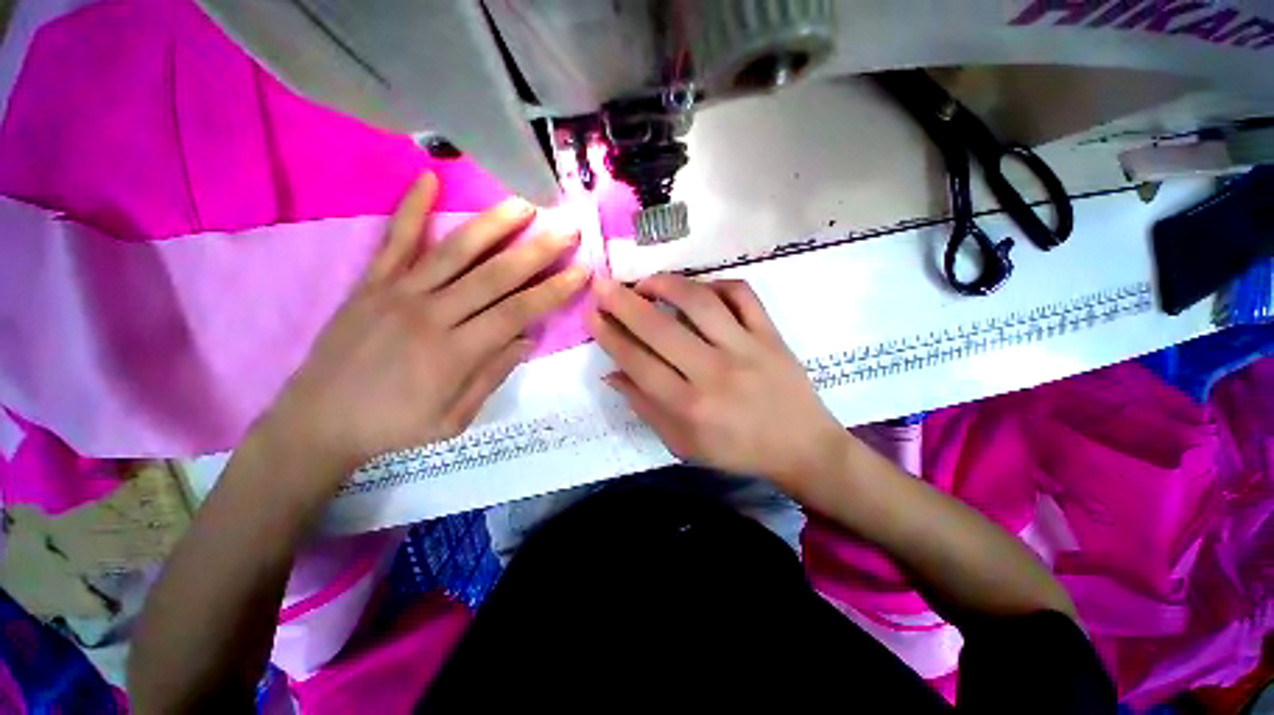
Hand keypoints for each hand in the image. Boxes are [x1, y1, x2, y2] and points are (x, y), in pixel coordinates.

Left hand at [254, 172, 589, 485]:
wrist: (318, 421)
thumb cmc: (395, 426)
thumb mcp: (455, 419)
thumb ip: (492, 376)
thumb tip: (526, 340)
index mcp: (456, 352)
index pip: (517, 312)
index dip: (554, 291)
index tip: (581, 271)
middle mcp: (432, 314)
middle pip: (494, 275)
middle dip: (537, 251)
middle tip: (567, 228)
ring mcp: (398, 293)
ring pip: (455, 251)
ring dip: (493, 224)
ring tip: (523, 203)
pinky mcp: (371, 283)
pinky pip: (395, 241)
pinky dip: (411, 208)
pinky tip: (428, 178)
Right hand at [587, 274, 846, 489]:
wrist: (800, 447)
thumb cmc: (736, 450)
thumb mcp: (682, 443)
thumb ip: (645, 407)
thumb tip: (613, 373)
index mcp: (689, 407)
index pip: (638, 362)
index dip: (610, 335)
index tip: (592, 313)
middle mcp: (713, 373)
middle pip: (660, 328)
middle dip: (624, 302)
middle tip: (604, 285)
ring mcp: (745, 348)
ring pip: (699, 301)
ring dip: (666, 284)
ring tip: (646, 282)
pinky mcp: (770, 334)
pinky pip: (741, 294)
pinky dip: (716, 283)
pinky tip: (698, 289)